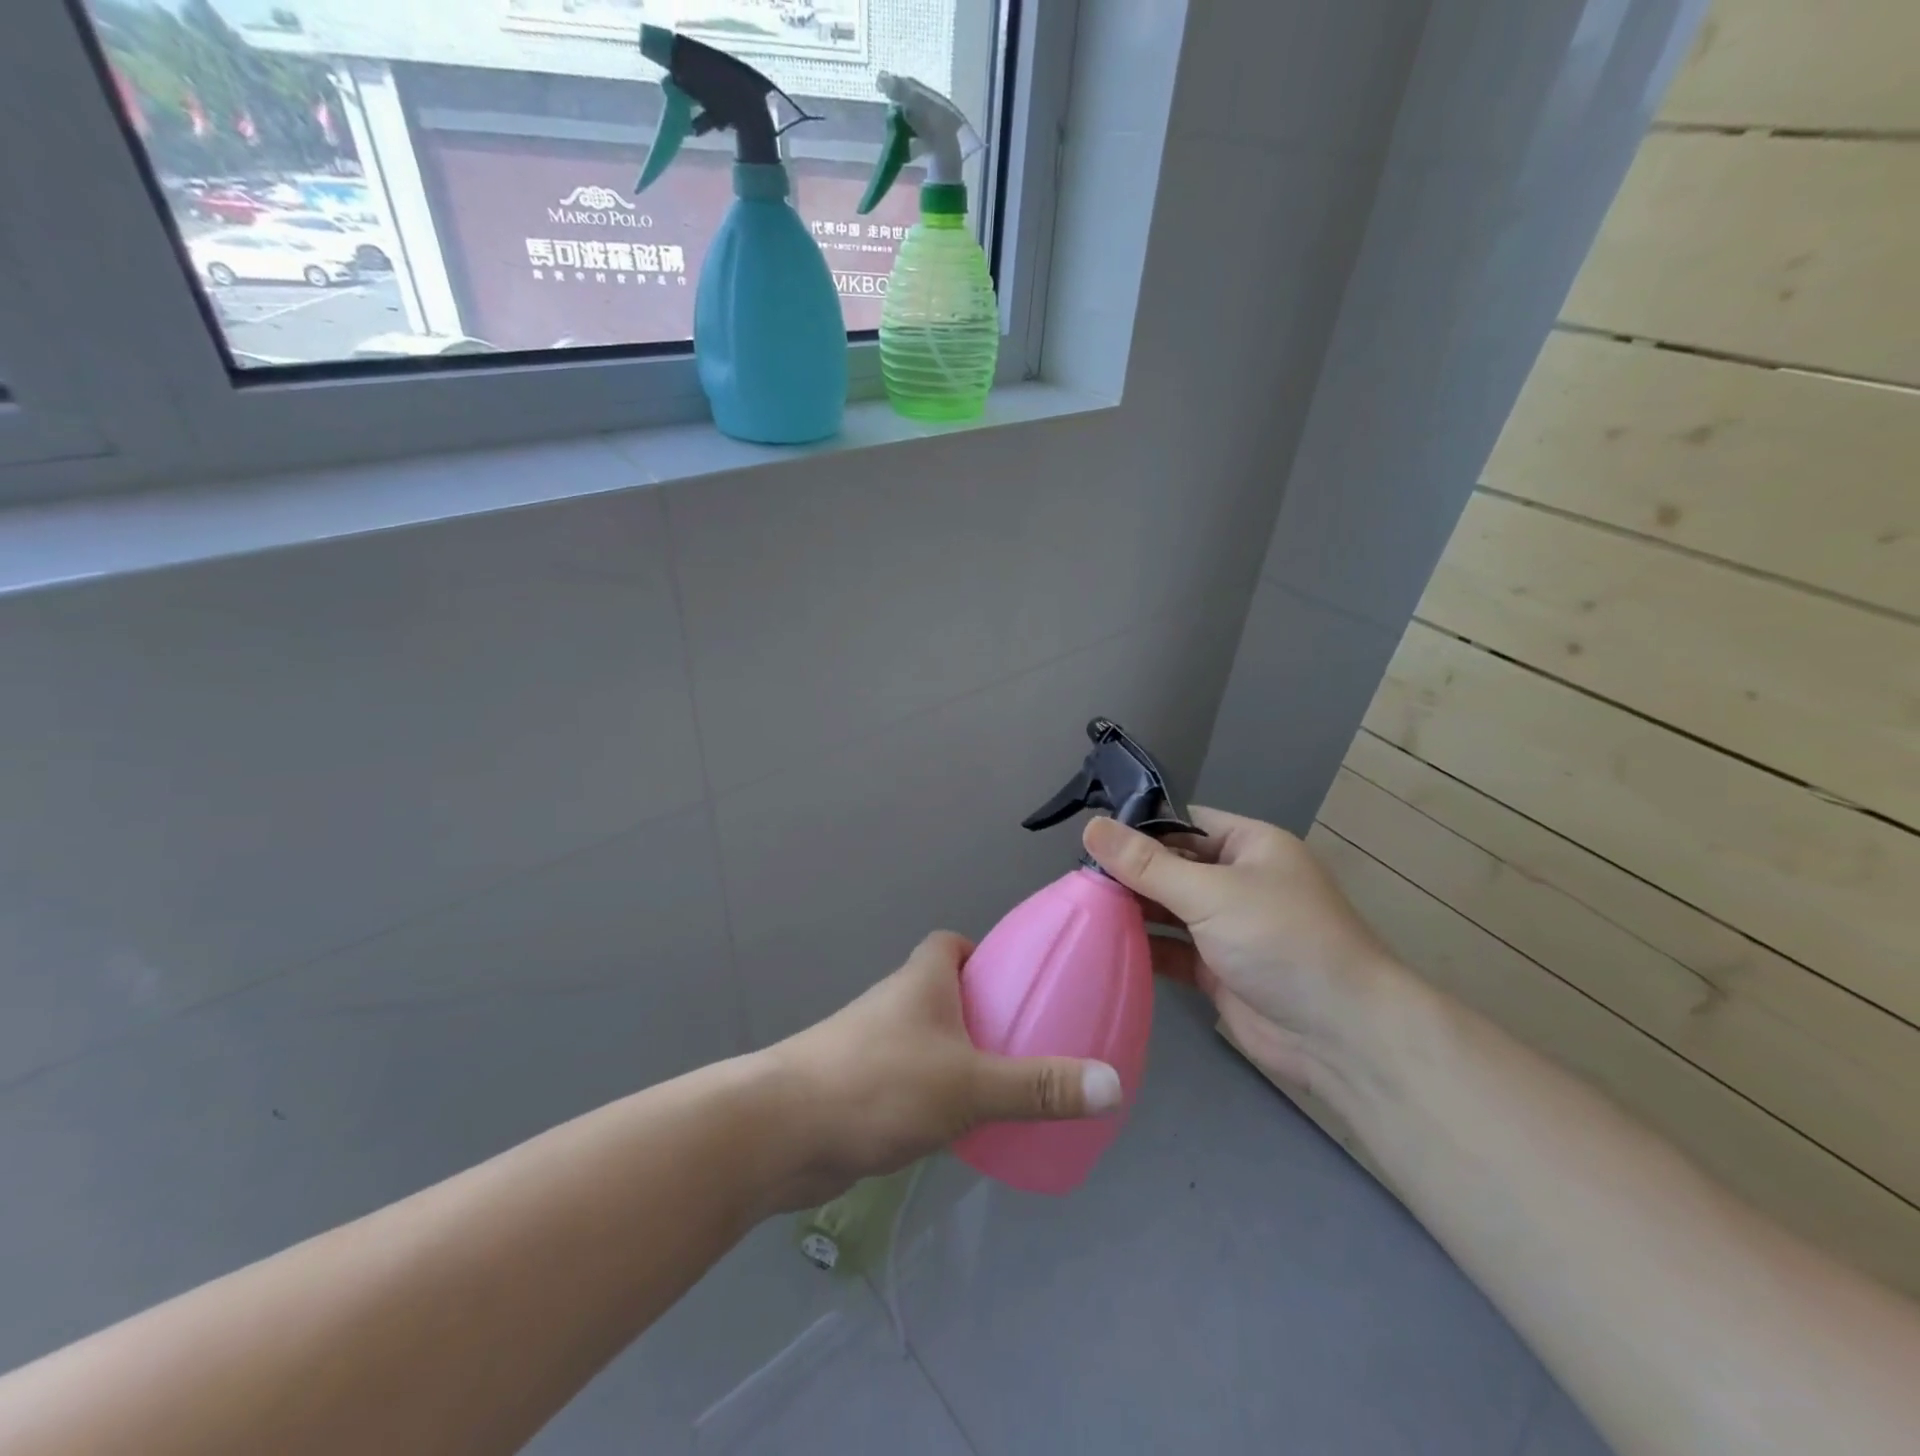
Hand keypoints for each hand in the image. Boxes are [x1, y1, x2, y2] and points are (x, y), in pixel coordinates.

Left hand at [759, 931, 1122, 1208]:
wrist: (780, 1133)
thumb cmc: (879, 1084)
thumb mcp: (970, 1084)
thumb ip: (1039, 1087)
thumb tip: (1112, 1086)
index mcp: (921, 980)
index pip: (950, 944)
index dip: (982, 955)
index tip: (1014, 983)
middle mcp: (895, 1004)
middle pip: (943, 992)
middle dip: (980, 1012)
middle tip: (1024, 1043)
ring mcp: (871, 1047)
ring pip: (926, 1040)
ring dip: (957, 1057)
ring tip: (1003, 1089)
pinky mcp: (858, 1090)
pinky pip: (909, 1081)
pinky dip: (933, 1095)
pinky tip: (957, 1130)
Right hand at [1083, 808, 1404, 1091]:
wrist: (1342, 1035)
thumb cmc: (1282, 940)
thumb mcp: (1211, 893)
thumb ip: (1147, 864)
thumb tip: (1091, 826)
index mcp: (1249, 846)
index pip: (1183, 824)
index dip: (1139, 828)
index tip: (1088, 837)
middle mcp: (1238, 881)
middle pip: (1171, 867)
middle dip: (1128, 873)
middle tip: (1073, 878)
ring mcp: (1228, 928)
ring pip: (1169, 910)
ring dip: (1132, 911)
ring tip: (1079, 909)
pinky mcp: (1218, 970)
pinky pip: (1173, 950)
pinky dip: (1144, 948)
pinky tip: (1103, 946)